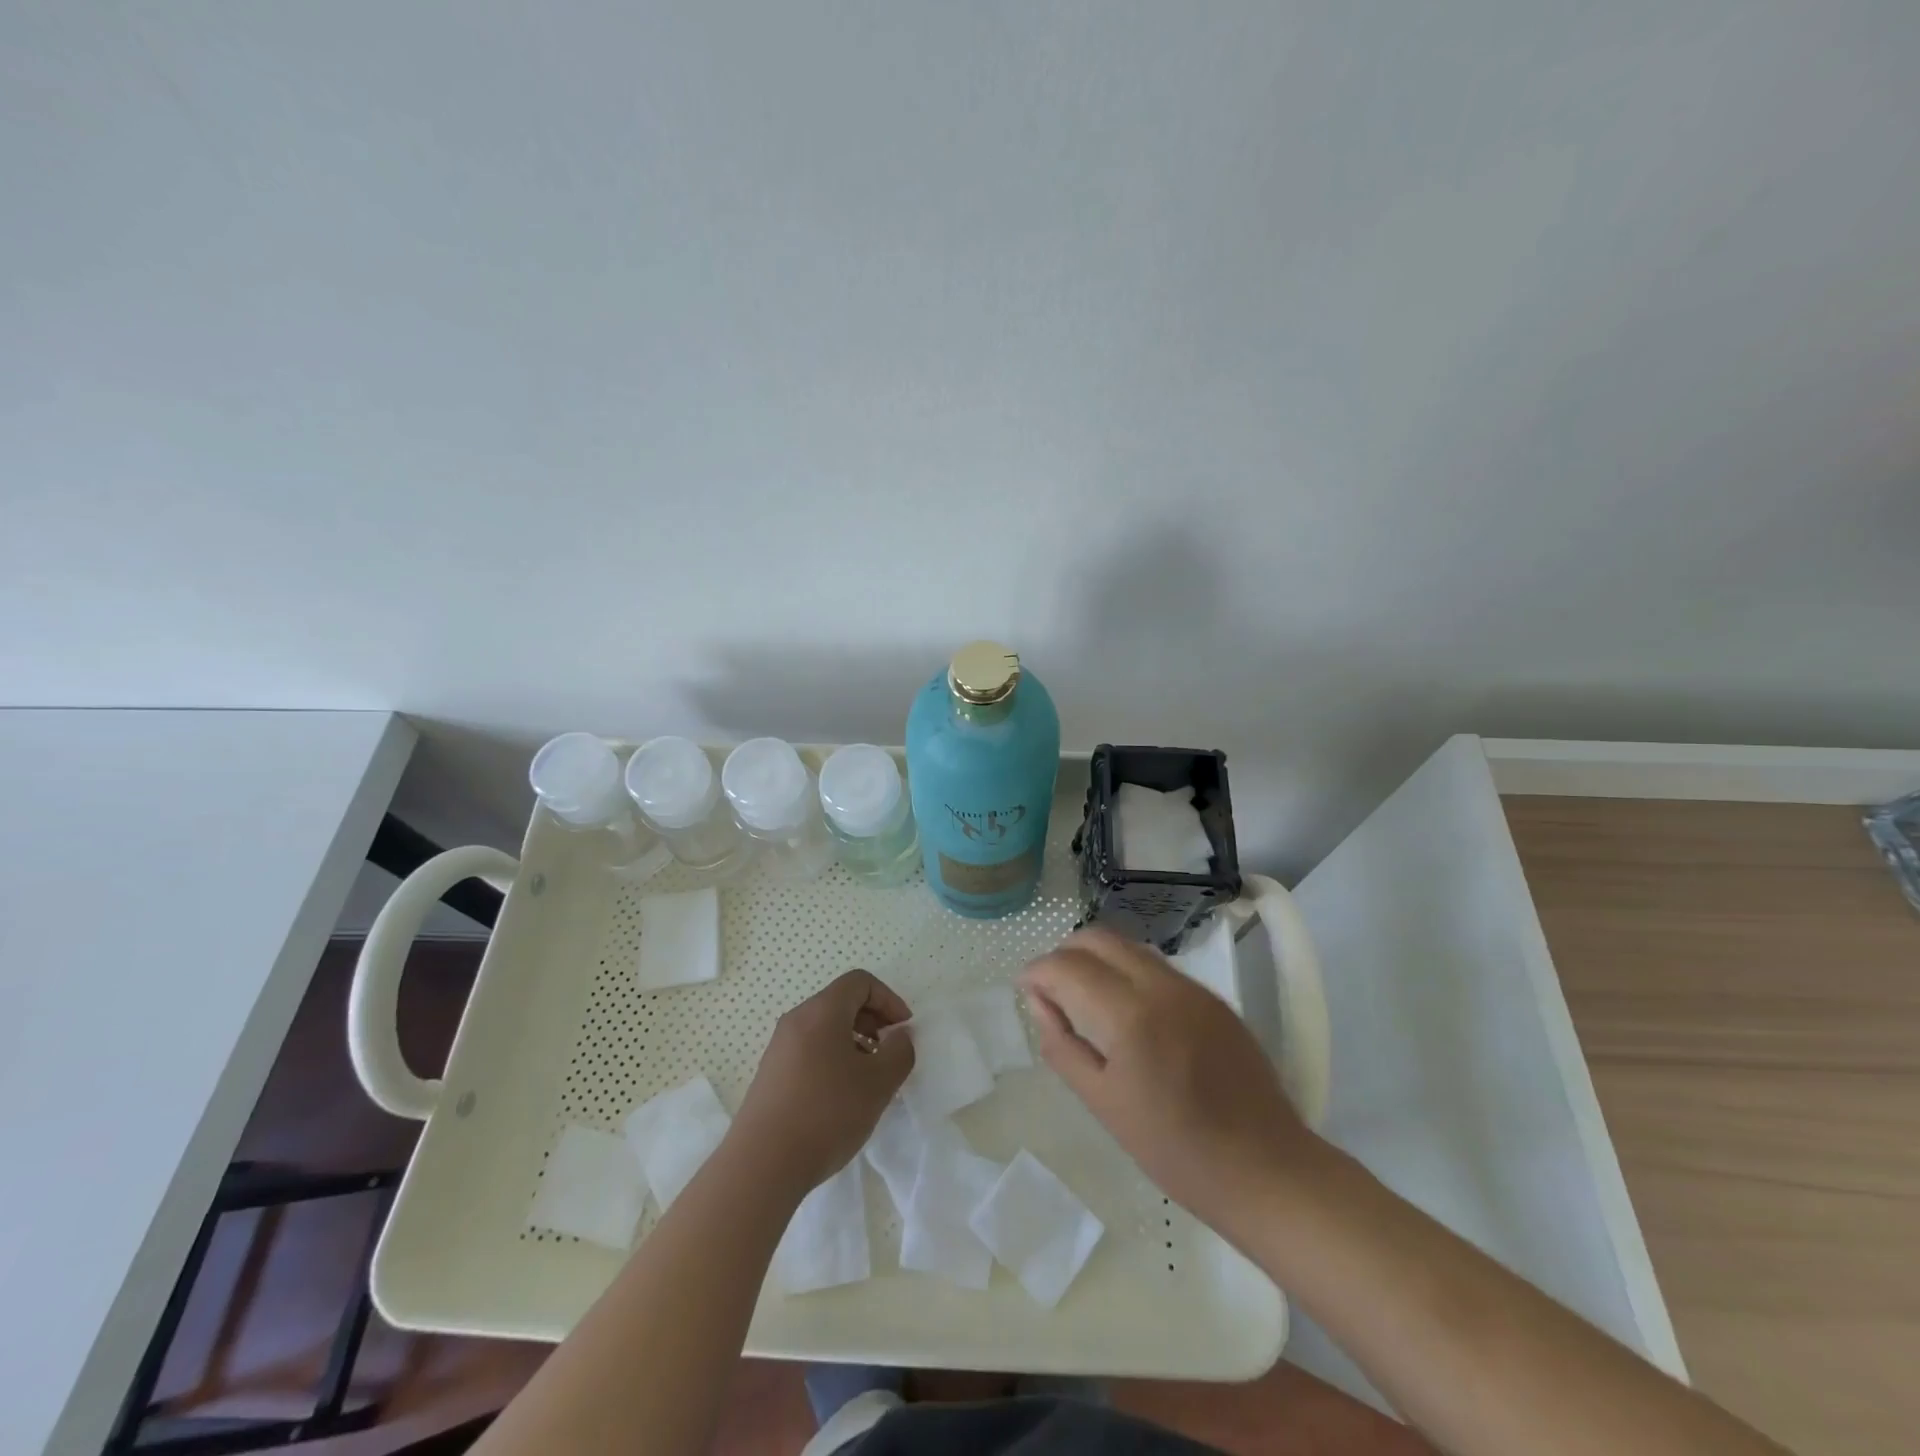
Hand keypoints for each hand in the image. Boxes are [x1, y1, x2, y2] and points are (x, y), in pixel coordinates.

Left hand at [731, 969, 914, 1196]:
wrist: (761, 1166)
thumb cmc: (826, 1114)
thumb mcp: (878, 1083)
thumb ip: (899, 1052)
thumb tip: (899, 1036)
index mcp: (822, 1011)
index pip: (860, 982)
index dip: (888, 999)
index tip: (903, 1030)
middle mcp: (796, 1020)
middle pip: (841, 1002)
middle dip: (872, 1021)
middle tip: (889, 1053)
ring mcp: (779, 1048)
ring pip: (825, 1028)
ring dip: (854, 1042)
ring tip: (868, 1079)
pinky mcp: (771, 1074)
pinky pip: (810, 1050)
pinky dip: (833, 1058)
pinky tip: (841, 1097)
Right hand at [1020, 927, 1318, 1232]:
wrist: (1265, 1168)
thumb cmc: (1175, 1150)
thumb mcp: (1104, 1103)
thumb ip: (1063, 1045)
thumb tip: (1039, 1003)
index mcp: (1129, 1015)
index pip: (1068, 966)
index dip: (1038, 971)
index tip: (1024, 988)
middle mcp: (1161, 985)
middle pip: (1098, 938)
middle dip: (1064, 954)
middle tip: (1050, 989)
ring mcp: (1192, 987)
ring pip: (1128, 946)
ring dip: (1096, 958)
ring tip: (1083, 997)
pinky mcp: (1213, 997)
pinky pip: (1157, 966)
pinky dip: (1127, 971)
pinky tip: (1125, 1009)